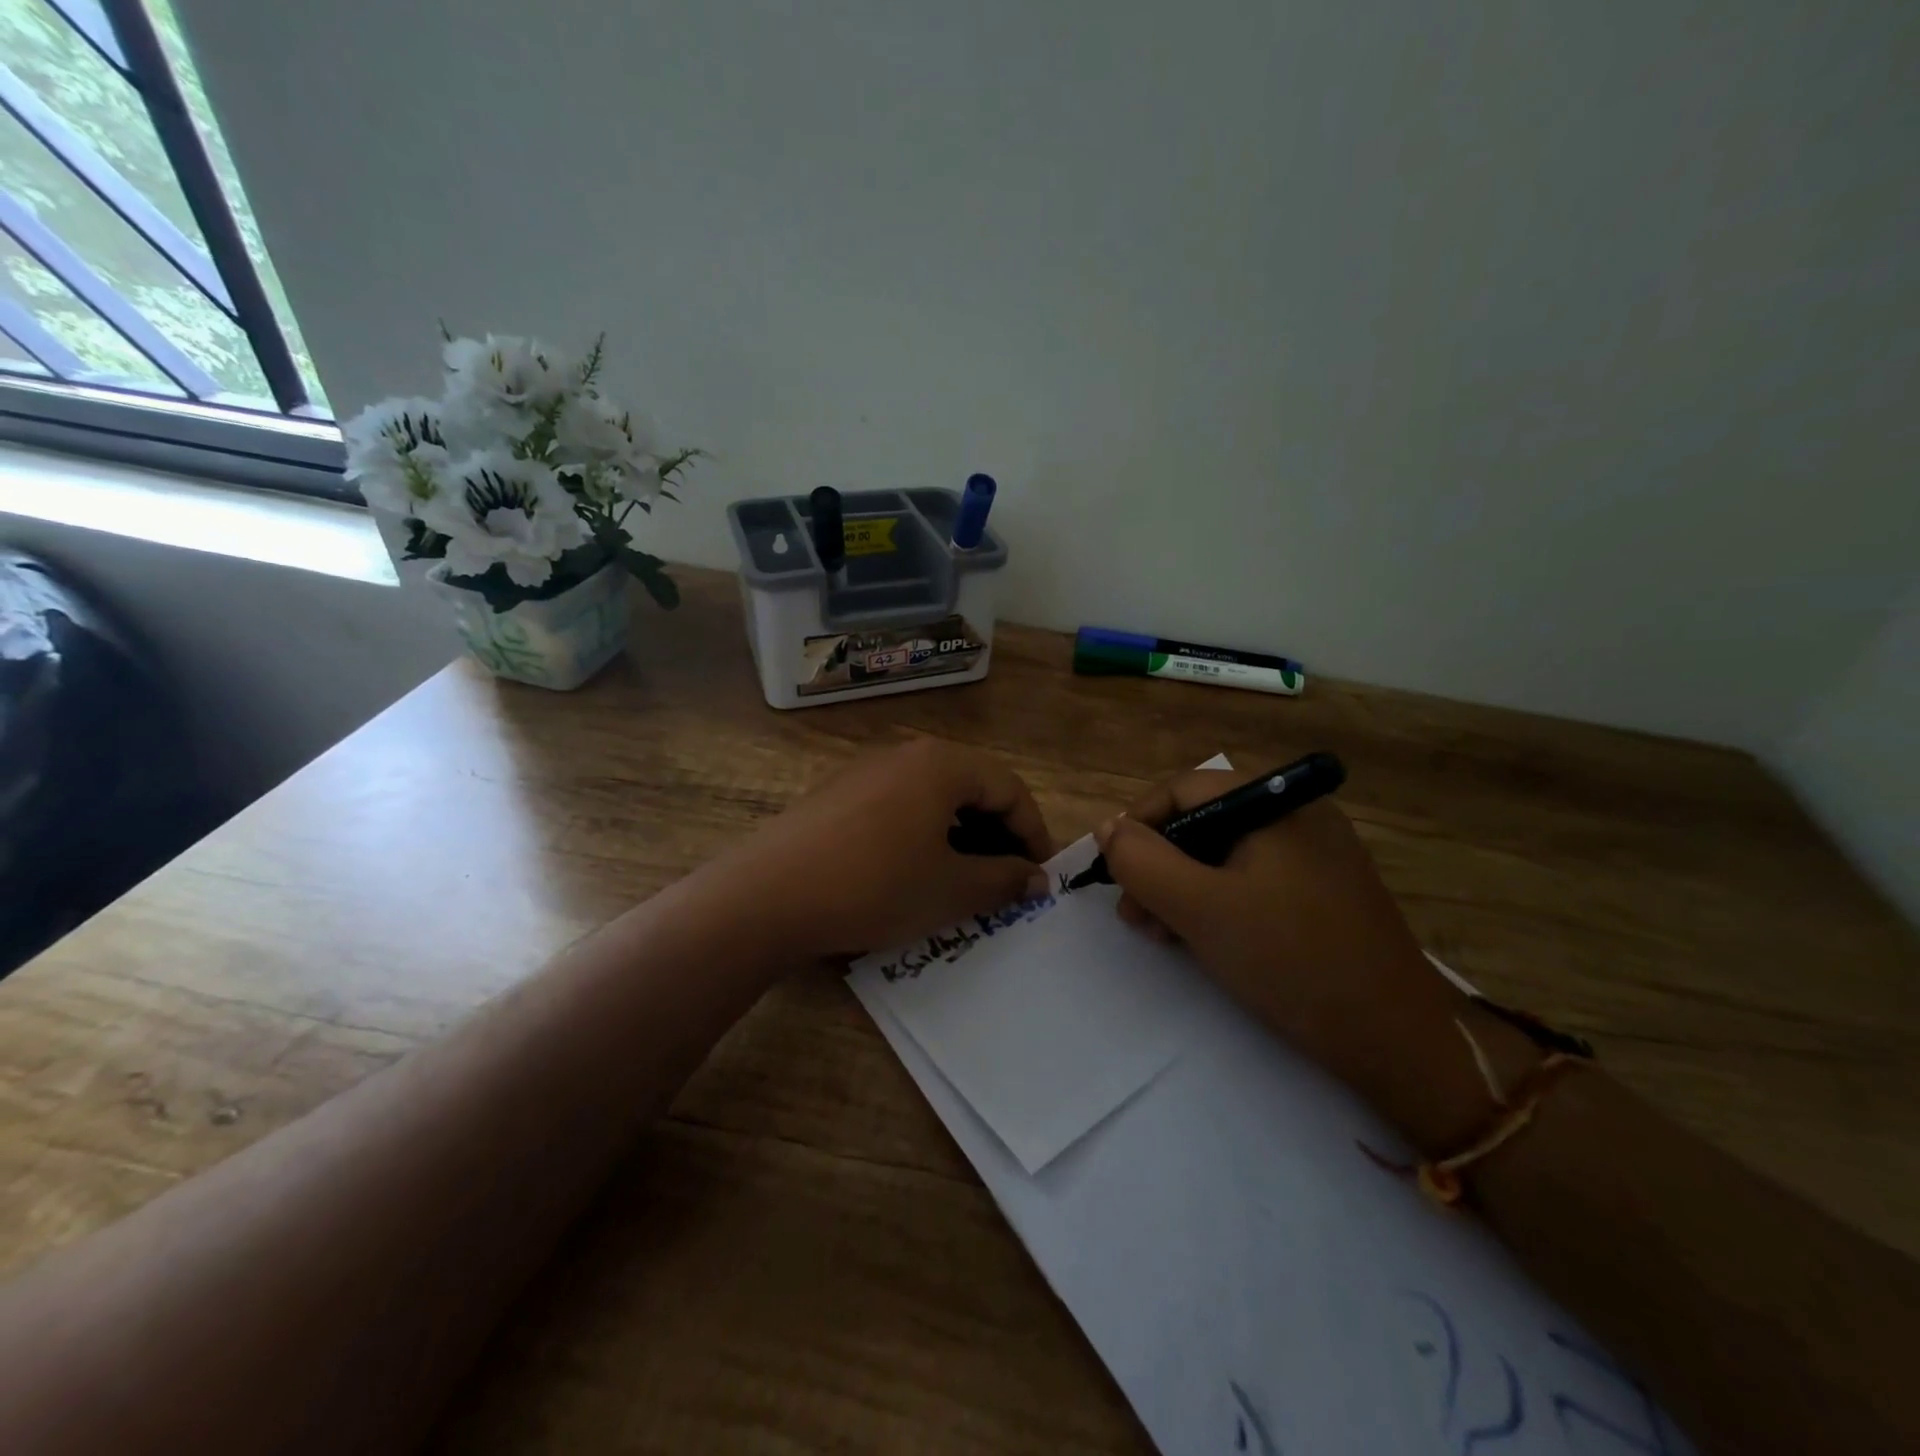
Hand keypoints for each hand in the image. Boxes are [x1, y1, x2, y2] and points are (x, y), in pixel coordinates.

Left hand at [704, 738, 1052, 961]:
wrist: (768, 895)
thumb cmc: (876, 886)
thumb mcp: (952, 890)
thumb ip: (1005, 880)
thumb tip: (1038, 878)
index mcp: (941, 764)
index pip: (1009, 788)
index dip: (1034, 832)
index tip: (1041, 876)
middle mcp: (905, 754)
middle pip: (972, 786)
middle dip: (997, 834)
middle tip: (1007, 880)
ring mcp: (866, 771)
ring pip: (934, 797)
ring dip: (961, 835)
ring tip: (964, 879)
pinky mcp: (837, 794)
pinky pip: (899, 806)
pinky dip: (923, 834)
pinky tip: (913, 871)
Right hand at [1095, 768, 1506, 1152]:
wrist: (1398, 1042)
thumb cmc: (1292, 960)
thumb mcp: (1200, 908)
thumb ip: (1143, 861)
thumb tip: (1108, 828)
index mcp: (1277, 803)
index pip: (1184, 789)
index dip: (1138, 824)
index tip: (1112, 871)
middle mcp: (1298, 817)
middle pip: (1203, 822)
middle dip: (1158, 865)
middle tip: (1135, 914)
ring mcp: (1314, 857)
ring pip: (1224, 856)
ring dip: (1181, 888)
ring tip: (1161, 934)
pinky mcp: (1322, 894)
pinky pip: (1252, 882)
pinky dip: (1217, 903)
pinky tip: (1201, 940)